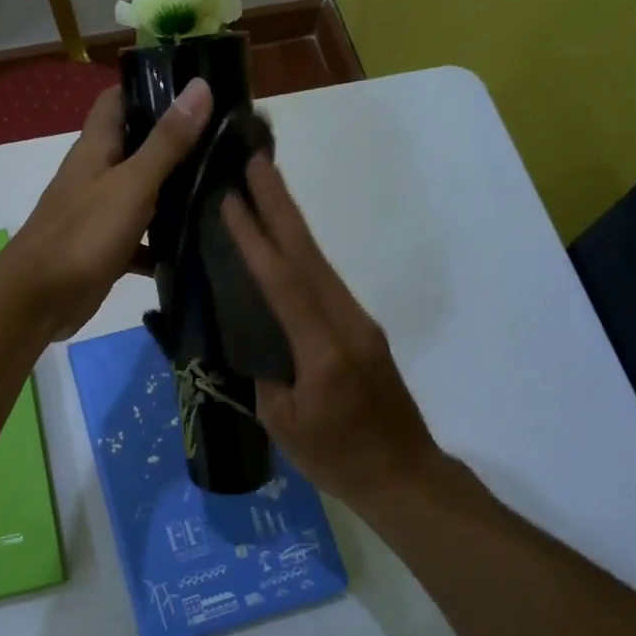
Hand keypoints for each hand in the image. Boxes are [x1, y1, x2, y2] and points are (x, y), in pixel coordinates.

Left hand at [8, 78, 212, 339]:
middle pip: (135, 145)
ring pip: (141, 192)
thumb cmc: (84, 234)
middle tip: (225, 139)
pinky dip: (161, 240)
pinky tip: (194, 244)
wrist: (39, 299)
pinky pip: (139, 237)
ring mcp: (99, 212)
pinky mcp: (106, 248)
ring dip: (173, 191)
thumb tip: (200, 85)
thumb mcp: (132, 183)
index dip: (152, 87)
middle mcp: (96, 173)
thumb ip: (167, 141)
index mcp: (96, 147)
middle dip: (175, 141)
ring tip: (222, 186)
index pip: (119, 99)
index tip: (196, 88)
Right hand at [221, 156, 440, 507]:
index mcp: (323, 350)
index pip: (283, 282)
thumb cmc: (338, 459)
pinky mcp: (362, 329)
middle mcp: (346, 322)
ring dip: (291, 221)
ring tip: (266, 186)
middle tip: (256, 160)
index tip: (231, 199)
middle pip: (308, 253)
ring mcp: (359, 322)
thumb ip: (265, 373)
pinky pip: (325, 281)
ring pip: (319, 261)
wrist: (404, 475)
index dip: (255, 239)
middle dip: (280, 204)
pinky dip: (301, 251)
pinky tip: (284, 241)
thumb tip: (255, 337)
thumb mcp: (284, 424)